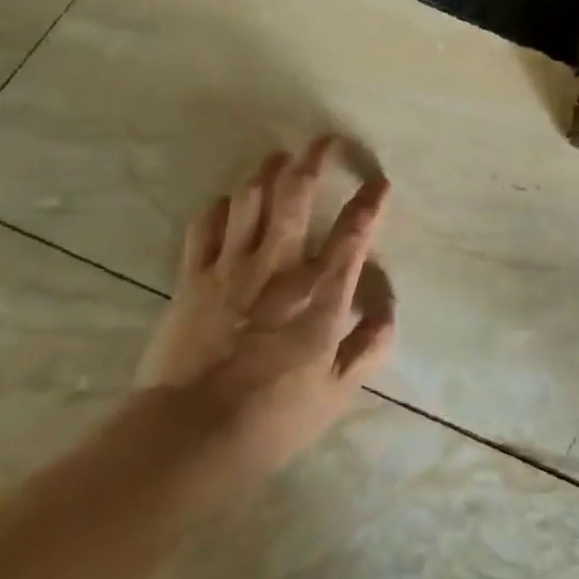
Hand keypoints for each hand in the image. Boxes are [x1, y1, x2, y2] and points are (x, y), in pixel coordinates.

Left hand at [135, 138, 396, 504]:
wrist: (190, 437)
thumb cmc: (273, 417)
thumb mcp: (337, 392)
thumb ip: (368, 346)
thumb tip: (388, 312)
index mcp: (321, 291)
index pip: (354, 231)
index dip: (371, 201)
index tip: (380, 182)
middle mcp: (280, 265)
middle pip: (297, 192)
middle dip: (314, 158)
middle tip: (324, 140)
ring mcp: (233, 266)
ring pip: (251, 196)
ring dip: (267, 170)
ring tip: (279, 157)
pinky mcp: (193, 276)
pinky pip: (206, 224)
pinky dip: (221, 206)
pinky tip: (230, 203)